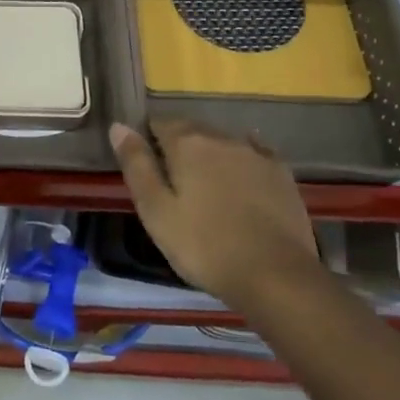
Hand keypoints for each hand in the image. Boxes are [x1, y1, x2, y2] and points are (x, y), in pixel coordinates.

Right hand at [110, 120, 317, 306]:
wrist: (276, 276)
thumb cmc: (204, 246)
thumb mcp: (156, 211)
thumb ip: (136, 165)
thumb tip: (118, 126)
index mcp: (187, 144)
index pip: (159, 123)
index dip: (148, 138)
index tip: (144, 162)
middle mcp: (221, 138)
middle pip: (192, 130)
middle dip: (179, 144)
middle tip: (172, 177)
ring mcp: (255, 154)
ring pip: (223, 141)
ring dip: (210, 152)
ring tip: (205, 182)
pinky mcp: (281, 173)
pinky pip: (255, 152)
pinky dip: (242, 158)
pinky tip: (242, 170)